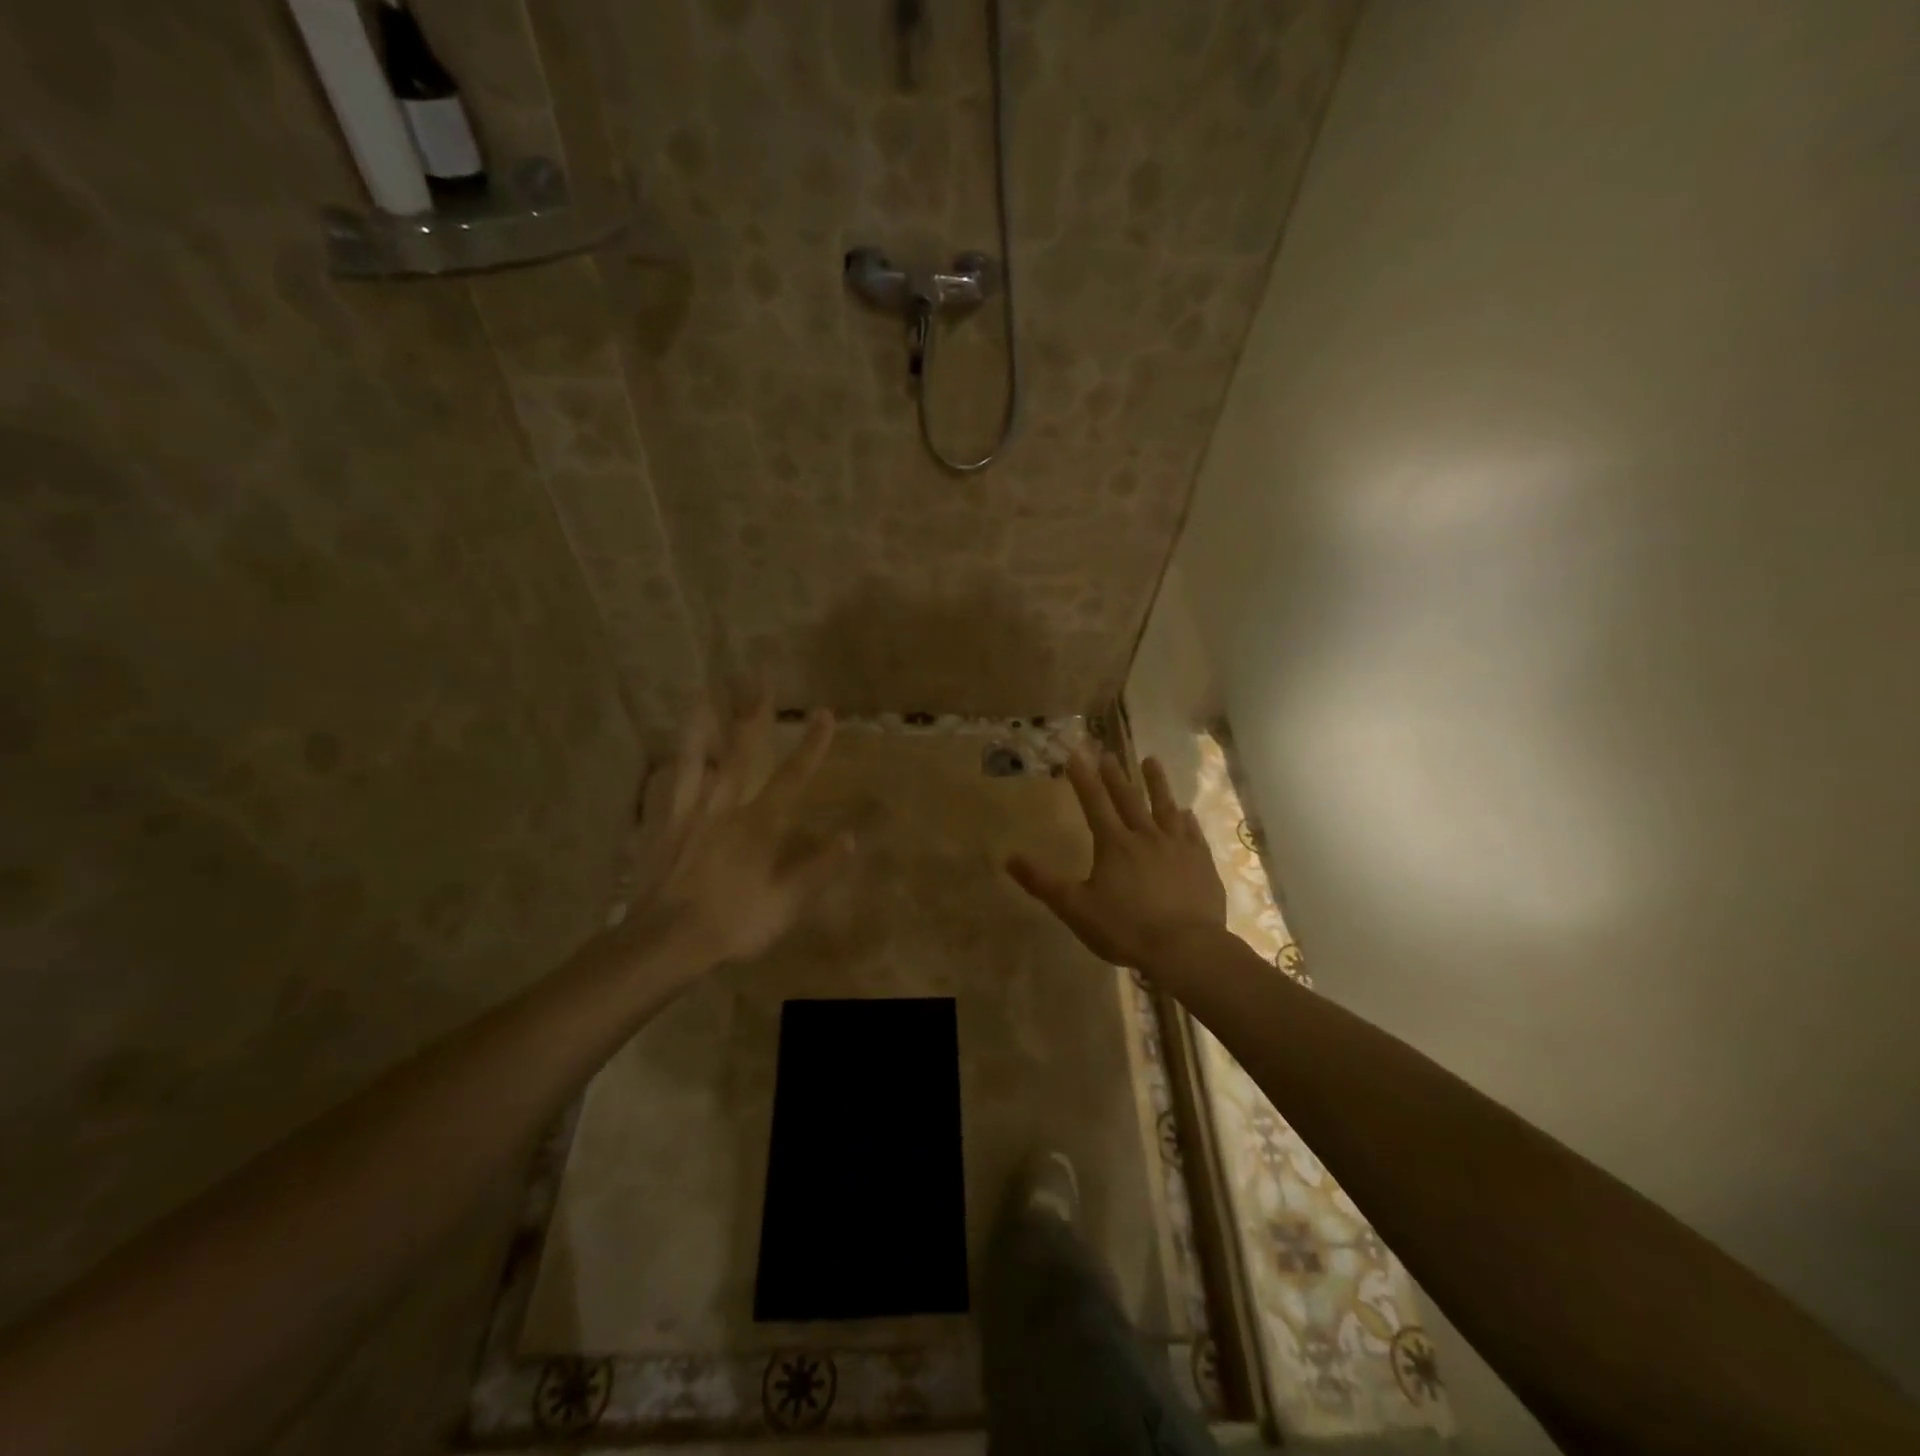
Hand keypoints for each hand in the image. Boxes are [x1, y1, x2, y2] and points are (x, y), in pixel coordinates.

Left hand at [620, 704, 852, 966]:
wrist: (666, 941)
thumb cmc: (734, 923)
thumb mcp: (787, 904)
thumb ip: (818, 869)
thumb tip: (850, 838)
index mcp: (759, 825)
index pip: (793, 777)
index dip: (812, 745)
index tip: (825, 714)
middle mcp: (724, 808)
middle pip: (741, 754)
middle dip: (754, 717)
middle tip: (760, 681)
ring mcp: (688, 815)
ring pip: (696, 761)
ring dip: (701, 726)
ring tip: (702, 694)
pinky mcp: (661, 828)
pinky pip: (662, 791)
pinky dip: (665, 772)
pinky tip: (663, 760)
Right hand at [1007, 751, 1226, 970]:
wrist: (1187, 949)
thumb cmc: (1126, 928)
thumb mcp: (1075, 908)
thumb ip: (1043, 882)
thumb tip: (1009, 858)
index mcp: (1114, 844)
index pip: (1094, 803)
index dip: (1083, 779)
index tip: (1076, 755)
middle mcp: (1146, 836)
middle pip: (1129, 799)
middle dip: (1115, 775)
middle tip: (1108, 753)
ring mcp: (1178, 847)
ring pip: (1165, 807)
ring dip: (1157, 783)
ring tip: (1151, 761)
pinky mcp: (1201, 862)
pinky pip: (1192, 832)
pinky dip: (1186, 818)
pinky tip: (1186, 812)